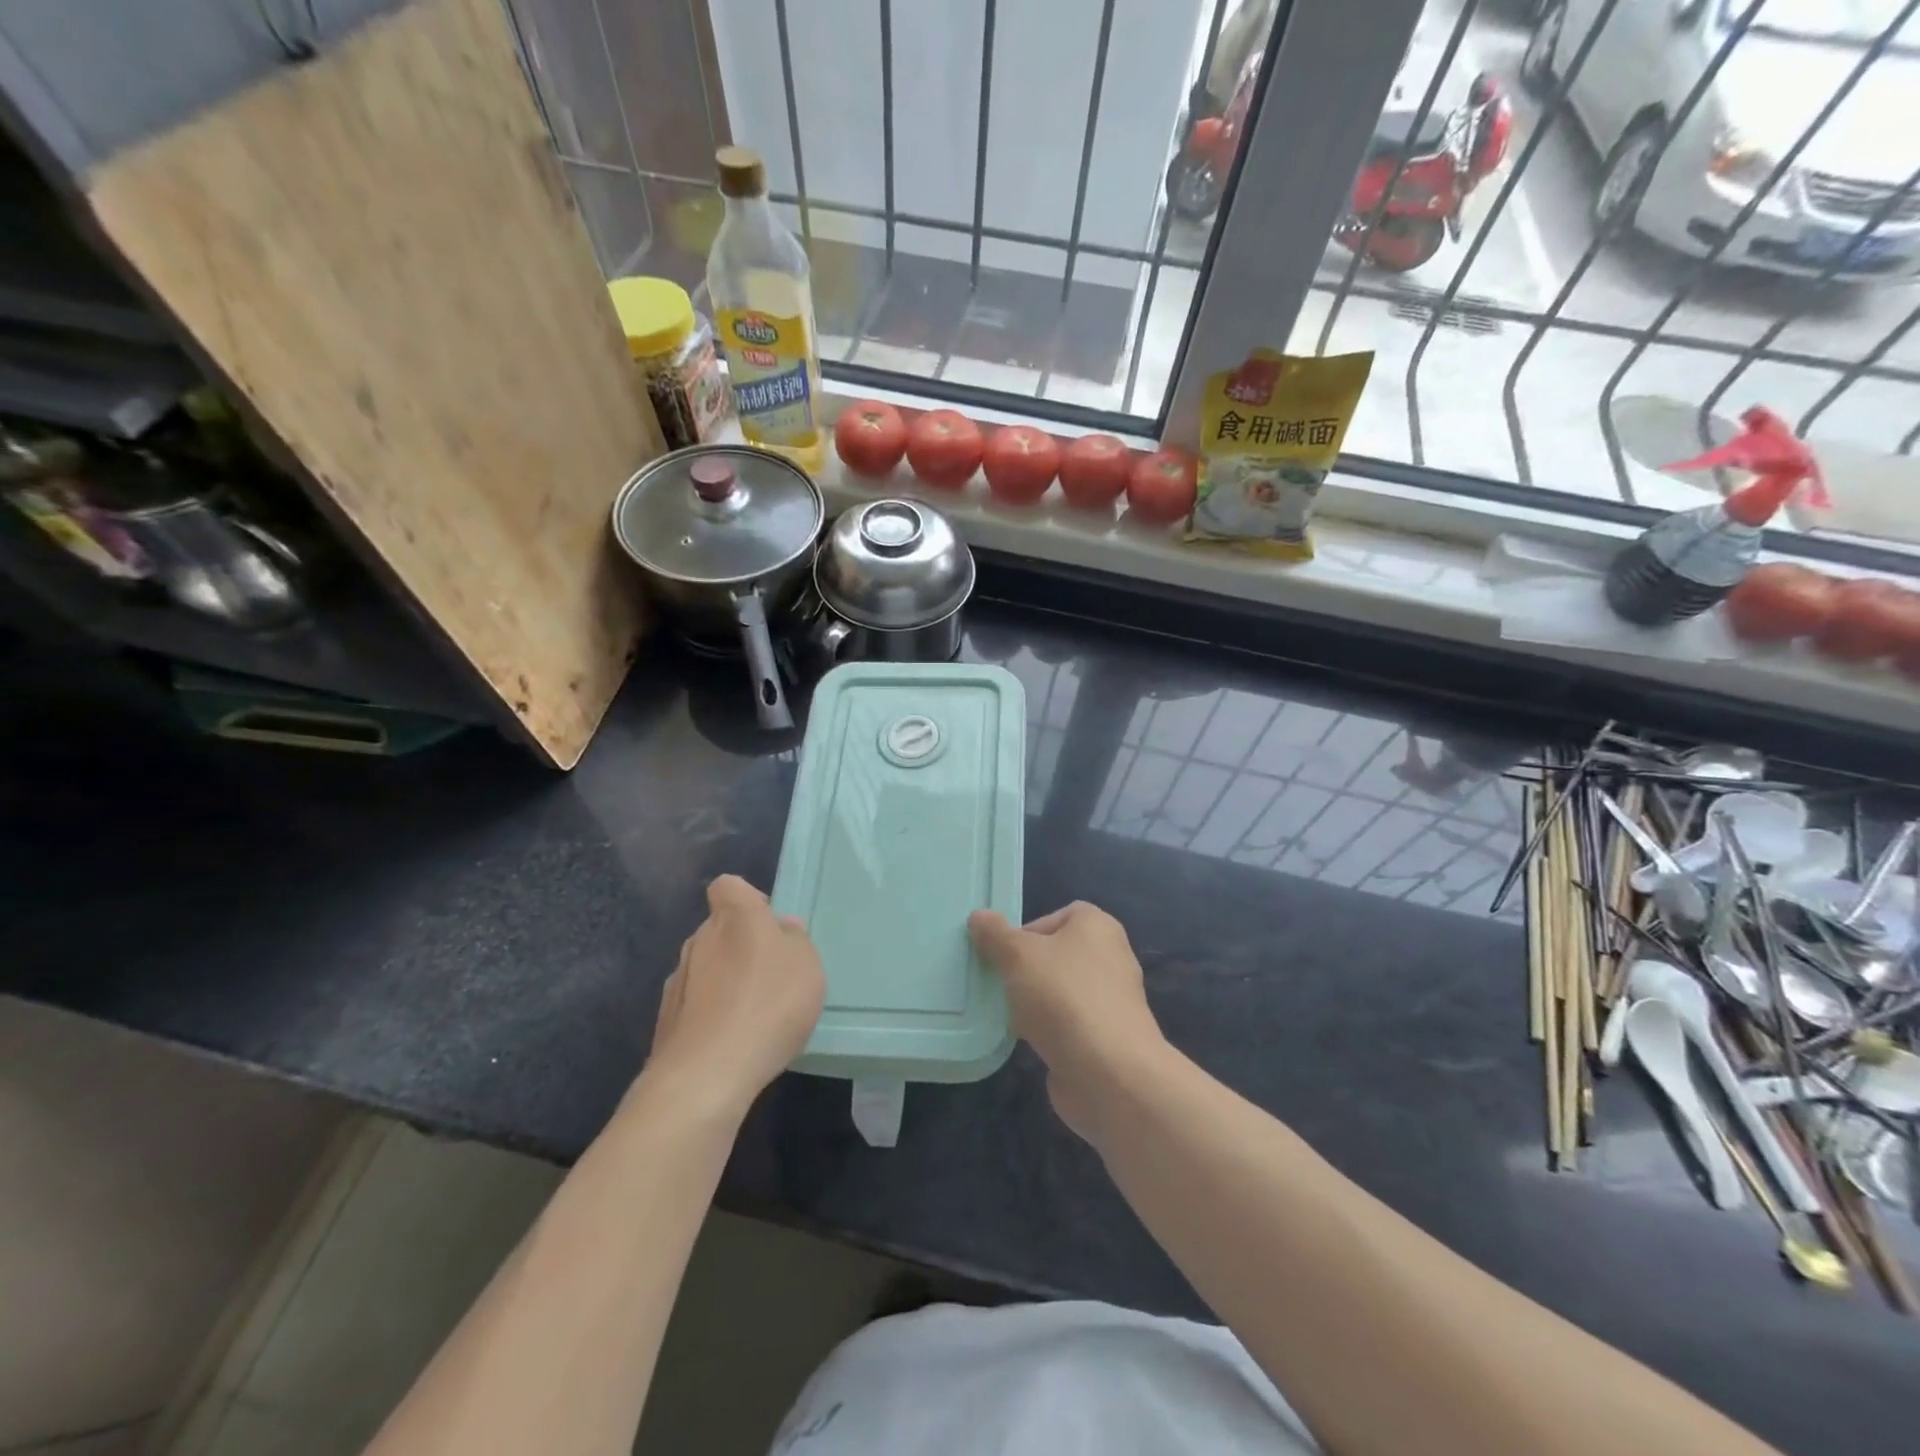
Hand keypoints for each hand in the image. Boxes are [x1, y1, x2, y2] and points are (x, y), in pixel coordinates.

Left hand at [646, 876, 825, 1118]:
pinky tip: (732, 1039)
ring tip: (754, 1013)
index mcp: (734, 916)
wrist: (706, 1074)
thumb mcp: (806, 965)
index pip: (729, 887)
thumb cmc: (768, 1004)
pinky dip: (711, 1013)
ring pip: (706, 967)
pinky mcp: (666, 1019)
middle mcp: (699, 939)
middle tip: (771, 974)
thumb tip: (781, 927)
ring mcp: (678, 979)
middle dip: (740, 945)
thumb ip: (795, 940)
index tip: (768, 924)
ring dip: (725, 980)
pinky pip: (695, 1003)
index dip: (747, 899)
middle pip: (719, 928)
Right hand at [968, 901, 1165, 1139]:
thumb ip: (995, 935)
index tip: (1005, 953)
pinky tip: (1029, 1043)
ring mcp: (1112, 1001)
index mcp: (1098, 927)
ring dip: (1036, 1002)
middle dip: (1028, 969)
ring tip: (1009, 1015)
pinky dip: (1050, 1031)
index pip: (1061, 915)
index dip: (1029, 930)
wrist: (1109, 1073)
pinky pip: (1070, 1025)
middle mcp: (1111, 958)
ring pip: (1062, 991)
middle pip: (1059, 955)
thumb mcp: (1018, 956)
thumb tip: (979, 917)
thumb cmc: (1063, 998)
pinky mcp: (1107, 1038)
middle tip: (1001, 983)